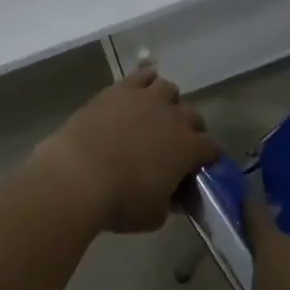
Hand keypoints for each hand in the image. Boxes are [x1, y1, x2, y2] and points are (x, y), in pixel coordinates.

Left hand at [34, 67, 223, 233]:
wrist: (78, 175)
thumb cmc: (120, 201)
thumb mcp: (154, 215)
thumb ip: (169, 202)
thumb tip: (172, 196)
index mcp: (189, 148)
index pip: (211, 148)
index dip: (208, 157)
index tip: (201, 166)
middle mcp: (174, 117)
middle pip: (193, 116)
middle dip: (190, 129)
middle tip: (176, 144)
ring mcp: (147, 98)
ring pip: (169, 90)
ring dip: (168, 102)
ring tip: (155, 115)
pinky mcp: (121, 89)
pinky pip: (142, 74)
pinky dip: (146, 80)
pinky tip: (140, 90)